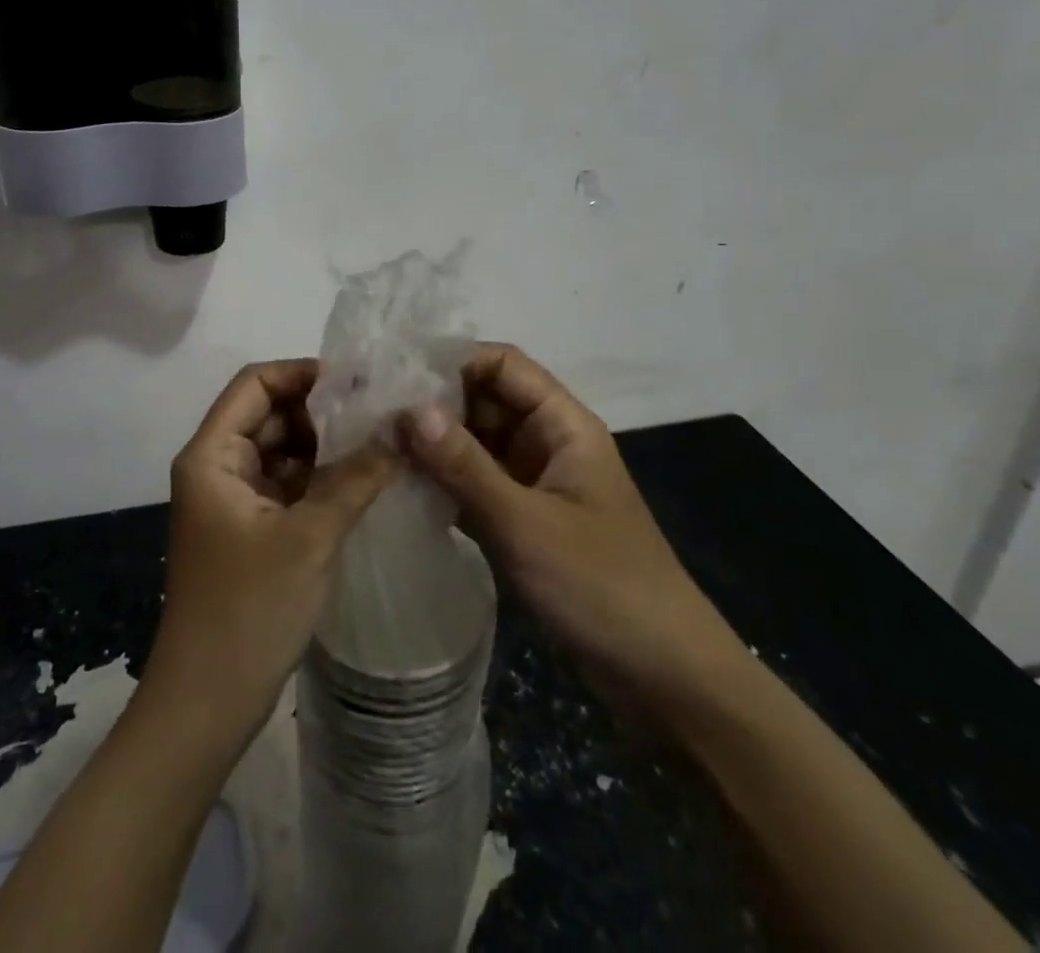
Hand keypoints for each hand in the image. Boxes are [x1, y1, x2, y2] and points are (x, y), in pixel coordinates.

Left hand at [141, 360, 395, 742]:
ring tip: (383, 440)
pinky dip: (321, 478)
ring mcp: (233, 499)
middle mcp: (217, 466)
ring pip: (282, 450)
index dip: (304, 373)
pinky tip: (365, 479)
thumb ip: (356, 477)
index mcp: (212, 454)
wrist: (206, 704)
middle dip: (324, 410)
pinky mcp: (249, 529)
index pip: (256, 383)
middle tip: (383, 412)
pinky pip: (287, 485)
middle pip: (270, 414)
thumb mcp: (309, 537)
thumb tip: (402, 428)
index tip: (359, 381)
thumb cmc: (248, 611)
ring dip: (326, 445)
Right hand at [397, 343, 739, 702]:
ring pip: (477, 443)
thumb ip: (464, 465)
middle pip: (485, 400)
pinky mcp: (527, 520)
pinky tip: (402, 489)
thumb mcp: (526, 523)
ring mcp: (537, 482)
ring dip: (435, 445)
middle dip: (434, 404)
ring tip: (377, 448)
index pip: (503, 364)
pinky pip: (478, 484)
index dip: (452, 360)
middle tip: (373, 415)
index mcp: (563, 424)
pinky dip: (446, 483)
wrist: (666, 679)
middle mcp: (548, 442)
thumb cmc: (603, 587)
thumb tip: (409, 408)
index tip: (396, 374)